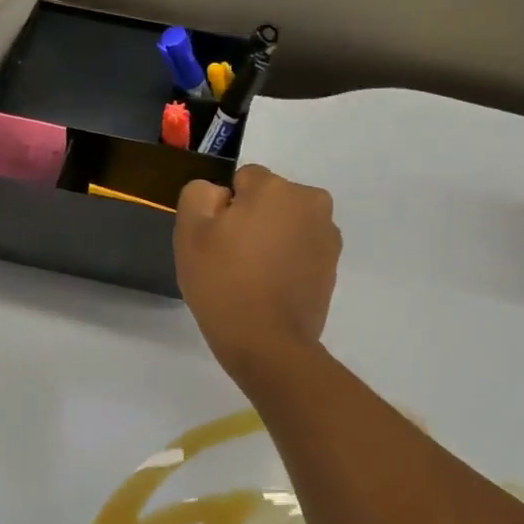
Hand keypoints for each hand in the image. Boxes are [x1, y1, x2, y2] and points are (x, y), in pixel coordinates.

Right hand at [174, 164, 340, 377]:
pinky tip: (272, 289)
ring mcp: (327, 235)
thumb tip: (222, 195)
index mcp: (276, 187)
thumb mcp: (190, 231)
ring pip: (288, 224)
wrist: (267, 343)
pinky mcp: (333, 266)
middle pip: (270, 200)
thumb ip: (200, 194)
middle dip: (254, 219)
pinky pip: (302, 250)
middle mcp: (311, 202)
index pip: (243, 180)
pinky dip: (288, 261)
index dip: (225, 209)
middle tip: (234, 259)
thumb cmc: (224, 283)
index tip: (217, 240)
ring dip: (273, 239)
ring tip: (254, 277)